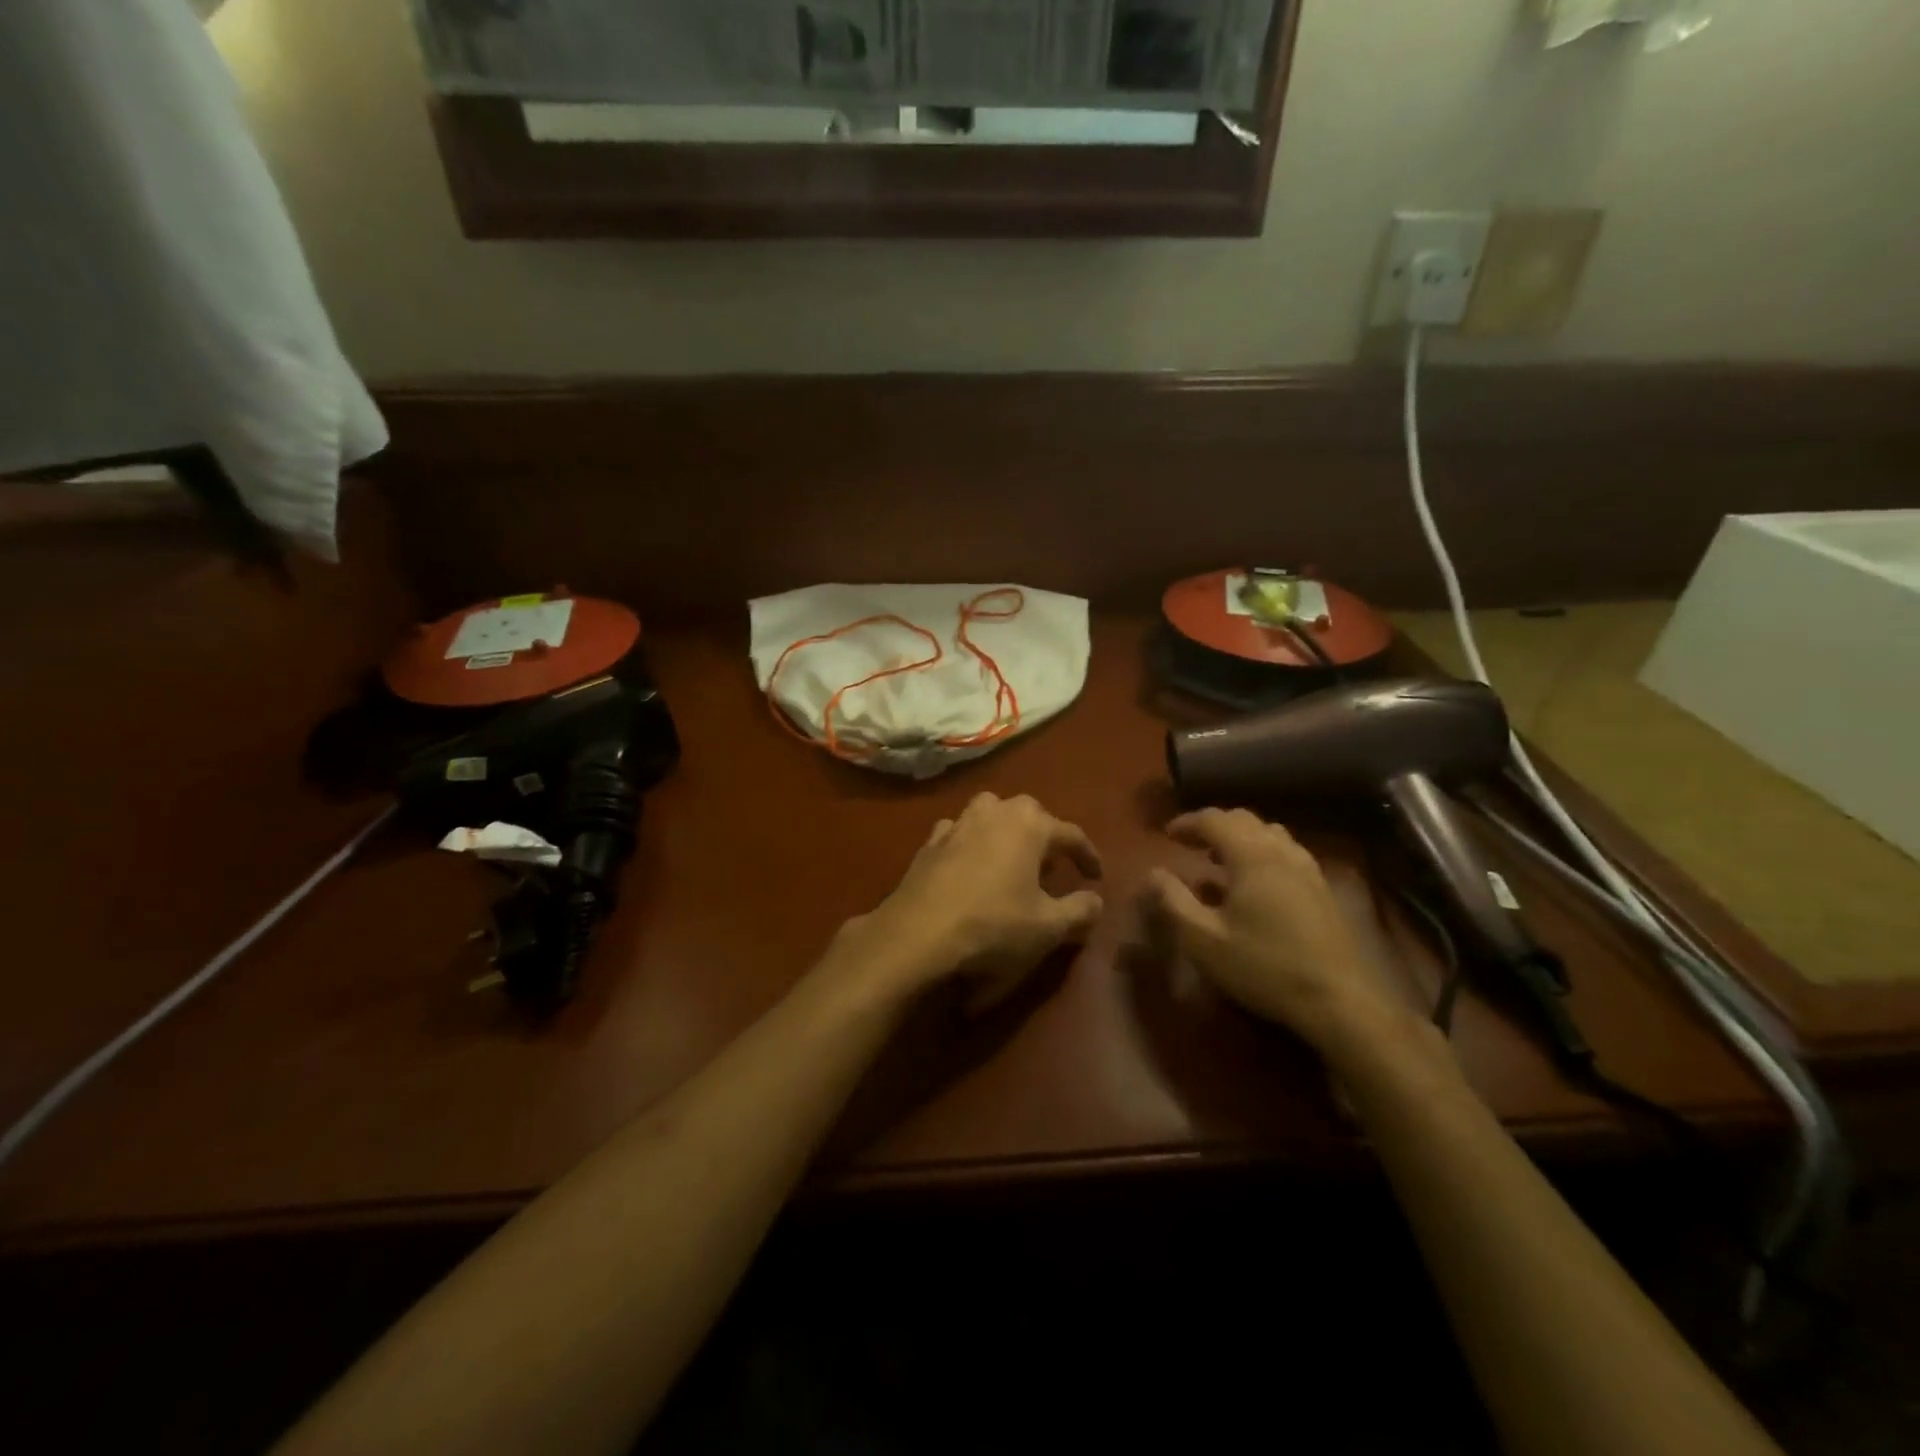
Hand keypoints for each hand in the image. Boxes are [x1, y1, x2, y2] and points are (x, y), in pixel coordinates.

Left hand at [828, 793, 1104, 1010]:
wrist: (918, 934)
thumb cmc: (993, 925)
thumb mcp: (1048, 927)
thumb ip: (1080, 910)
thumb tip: (1095, 900)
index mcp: (1029, 824)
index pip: (1070, 834)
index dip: (1087, 856)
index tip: (1096, 877)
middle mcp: (994, 812)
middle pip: (1028, 814)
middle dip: (1044, 835)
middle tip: (1052, 865)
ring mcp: (957, 824)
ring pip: (990, 815)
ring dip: (1004, 831)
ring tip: (1011, 859)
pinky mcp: (929, 843)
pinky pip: (958, 834)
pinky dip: (970, 844)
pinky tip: (969, 865)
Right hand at [1141, 808, 1414, 1060]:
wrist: (1339, 1001)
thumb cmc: (1263, 967)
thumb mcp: (1203, 940)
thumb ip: (1173, 902)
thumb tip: (1152, 873)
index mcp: (1251, 857)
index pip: (1214, 820)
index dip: (1187, 822)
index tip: (1166, 834)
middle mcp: (1281, 852)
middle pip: (1244, 820)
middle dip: (1214, 826)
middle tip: (1191, 844)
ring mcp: (1308, 870)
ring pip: (1270, 834)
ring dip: (1241, 838)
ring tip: (1220, 860)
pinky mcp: (1323, 890)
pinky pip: (1287, 853)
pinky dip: (1262, 853)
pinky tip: (1255, 884)